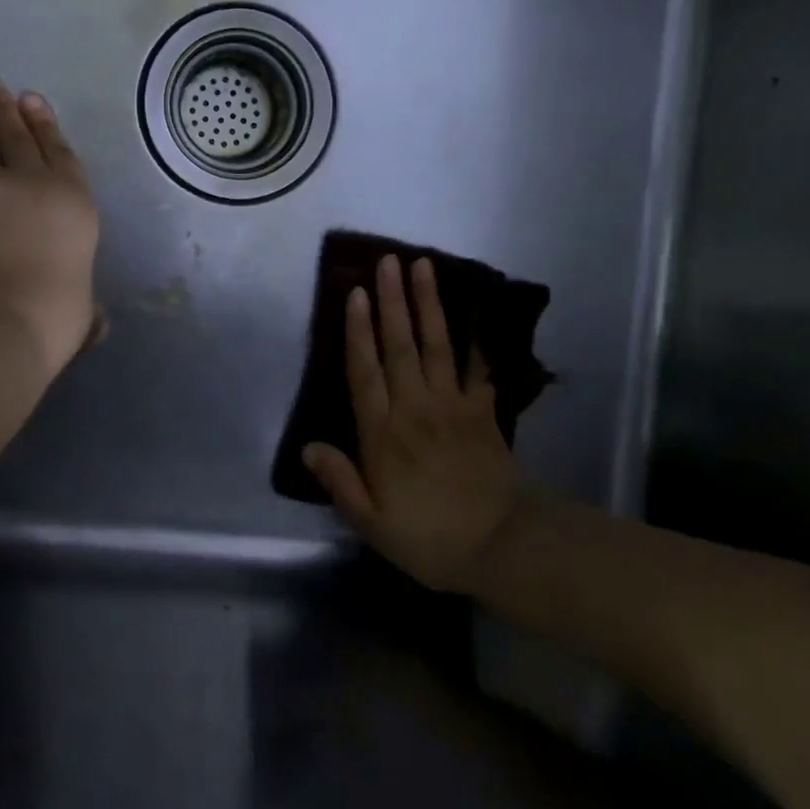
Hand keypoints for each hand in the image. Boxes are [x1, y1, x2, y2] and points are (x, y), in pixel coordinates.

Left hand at [0, 75, 100, 377]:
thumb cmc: (52, 316)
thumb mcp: (81, 313)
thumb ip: (87, 310)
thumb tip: (97, 324)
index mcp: (73, 201)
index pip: (59, 151)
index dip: (44, 123)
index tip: (31, 98)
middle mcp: (32, 182)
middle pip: (16, 135)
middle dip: (2, 106)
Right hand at [302, 255, 521, 592]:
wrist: (502, 547)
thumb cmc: (428, 538)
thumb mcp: (372, 523)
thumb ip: (340, 481)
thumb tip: (307, 447)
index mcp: (384, 434)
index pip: (365, 372)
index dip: (358, 331)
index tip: (356, 293)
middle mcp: (415, 408)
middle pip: (400, 346)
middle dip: (392, 301)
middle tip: (388, 261)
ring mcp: (453, 405)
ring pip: (436, 345)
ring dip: (428, 304)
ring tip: (423, 266)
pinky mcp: (483, 411)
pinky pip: (477, 367)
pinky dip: (475, 338)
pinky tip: (473, 311)